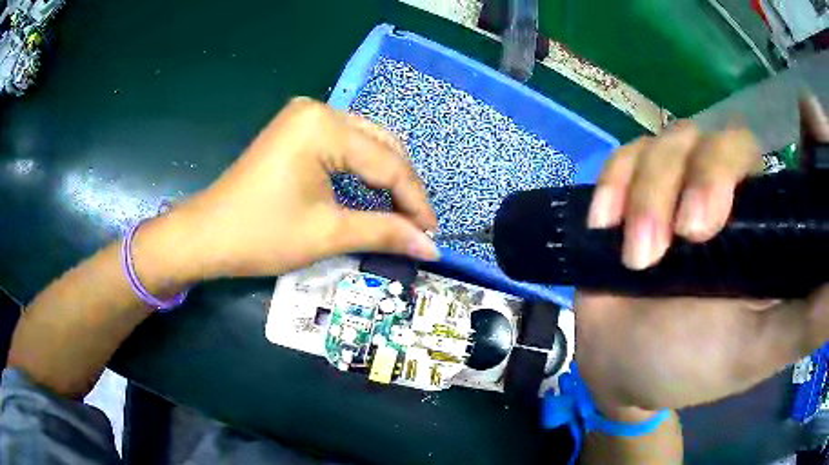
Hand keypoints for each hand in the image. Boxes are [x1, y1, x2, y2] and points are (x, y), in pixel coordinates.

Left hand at [165, 98, 437, 280]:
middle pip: (381, 145)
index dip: (415, 201)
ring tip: (401, 213)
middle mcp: (319, 109)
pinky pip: (345, 145)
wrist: (206, 236)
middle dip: (403, 187)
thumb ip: (385, 233)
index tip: (432, 235)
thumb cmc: (261, 235)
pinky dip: (363, 170)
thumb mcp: (327, 234)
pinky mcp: (297, 130)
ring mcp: (305, 117)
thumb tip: (432, 248)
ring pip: (366, 143)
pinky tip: (373, 192)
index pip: (387, 163)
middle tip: (418, 226)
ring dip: (386, 177)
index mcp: (324, 125)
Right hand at [575, 96, 828, 415]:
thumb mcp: (756, 352)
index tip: (809, 113)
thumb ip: (805, 323)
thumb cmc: (692, 366)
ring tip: (635, 257)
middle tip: (686, 237)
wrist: (619, 370)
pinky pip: (627, 156)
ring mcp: (680, 186)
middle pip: (726, 141)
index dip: (806, 129)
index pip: (793, 159)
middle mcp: (731, 195)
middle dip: (703, 179)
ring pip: (672, 142)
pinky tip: (605, 223)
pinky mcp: (635, 190)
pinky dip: (615, 183)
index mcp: (768, 228)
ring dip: (649, 194)